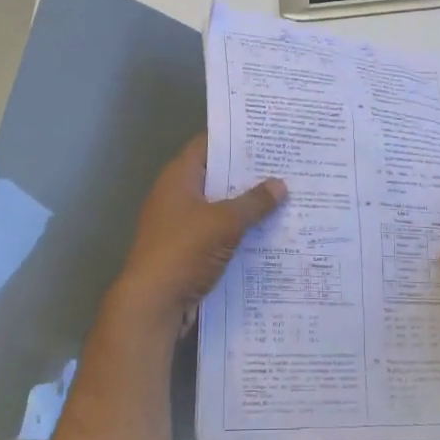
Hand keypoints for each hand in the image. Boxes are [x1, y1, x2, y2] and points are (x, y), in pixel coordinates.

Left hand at [111, 136, 285, 329]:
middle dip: (249, 174)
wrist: (153, 305)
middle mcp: (178, 196)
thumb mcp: (225, 222)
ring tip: (286, 197)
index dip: (235, 138)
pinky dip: (240, 232)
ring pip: (220, 207)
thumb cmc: (184, 250)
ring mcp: (182, 225)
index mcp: (179, 177)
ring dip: (247, 206)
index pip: (208, 145)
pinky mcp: (188, 251)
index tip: (267, 135)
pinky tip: (270, 233)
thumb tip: (280, 184)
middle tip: (286, 166)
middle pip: (217, 177)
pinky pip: (219, 233)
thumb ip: (254, 202)